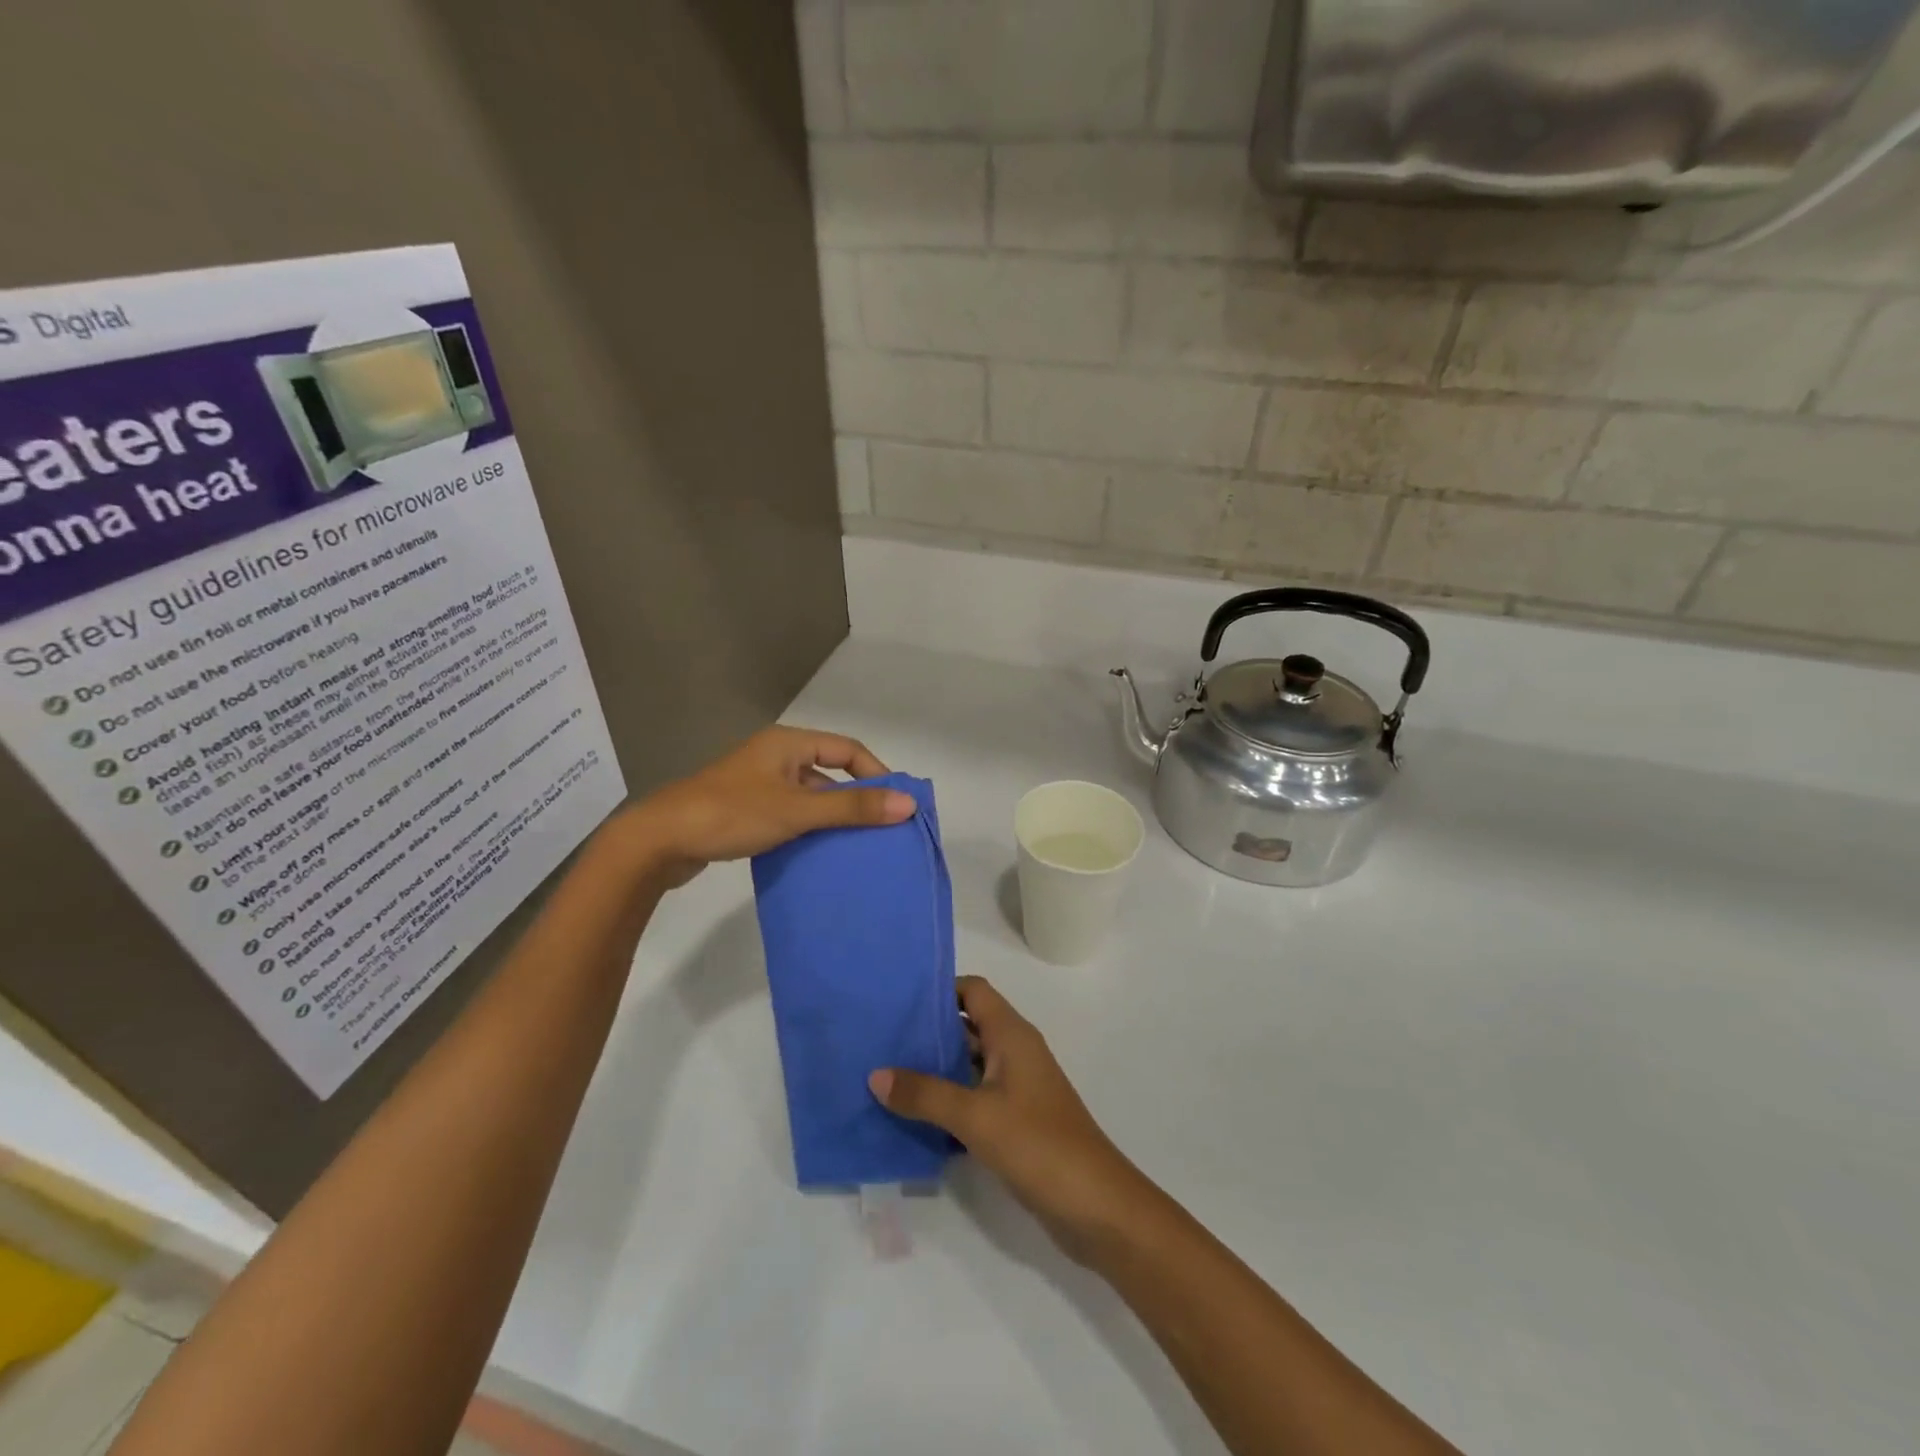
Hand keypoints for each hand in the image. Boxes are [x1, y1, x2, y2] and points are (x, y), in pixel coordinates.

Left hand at [621, 726, 914, 885]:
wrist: (659, 841)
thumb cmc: (732, 814)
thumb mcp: (797, 810)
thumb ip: (852, 808)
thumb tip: (908, 804)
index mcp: (787, 743)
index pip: (847, 749)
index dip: (876, 773)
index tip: (896, 803)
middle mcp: (774, 757)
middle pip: (829, 772)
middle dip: (856, 798)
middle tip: (881, 828)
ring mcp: (758, 784)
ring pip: (809, 796)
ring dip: (832, 817)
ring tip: (856, 846)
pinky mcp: (745, 810)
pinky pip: (790, 813)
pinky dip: (808, 829)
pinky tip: (818, 853)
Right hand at [870, 977, 1161, 1266]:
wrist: (1096, 1206)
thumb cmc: (1038, 1145)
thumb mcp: (975, 1116)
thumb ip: (925, 1094)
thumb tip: (876, 1074)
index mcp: (1012, 1034)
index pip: (973, 991)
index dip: (938, 989)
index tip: (897, 1000)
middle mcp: (1014, 1052)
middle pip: (966, 1026)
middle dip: (926, 1031)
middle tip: (879, 1038)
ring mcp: (1016, 1088)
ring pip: (967, 1064)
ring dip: (933, 1069)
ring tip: (884, 1075)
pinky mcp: (1015, 1121)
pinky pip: (973, 1097)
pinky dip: (947, 1101)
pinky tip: (912, 1117)